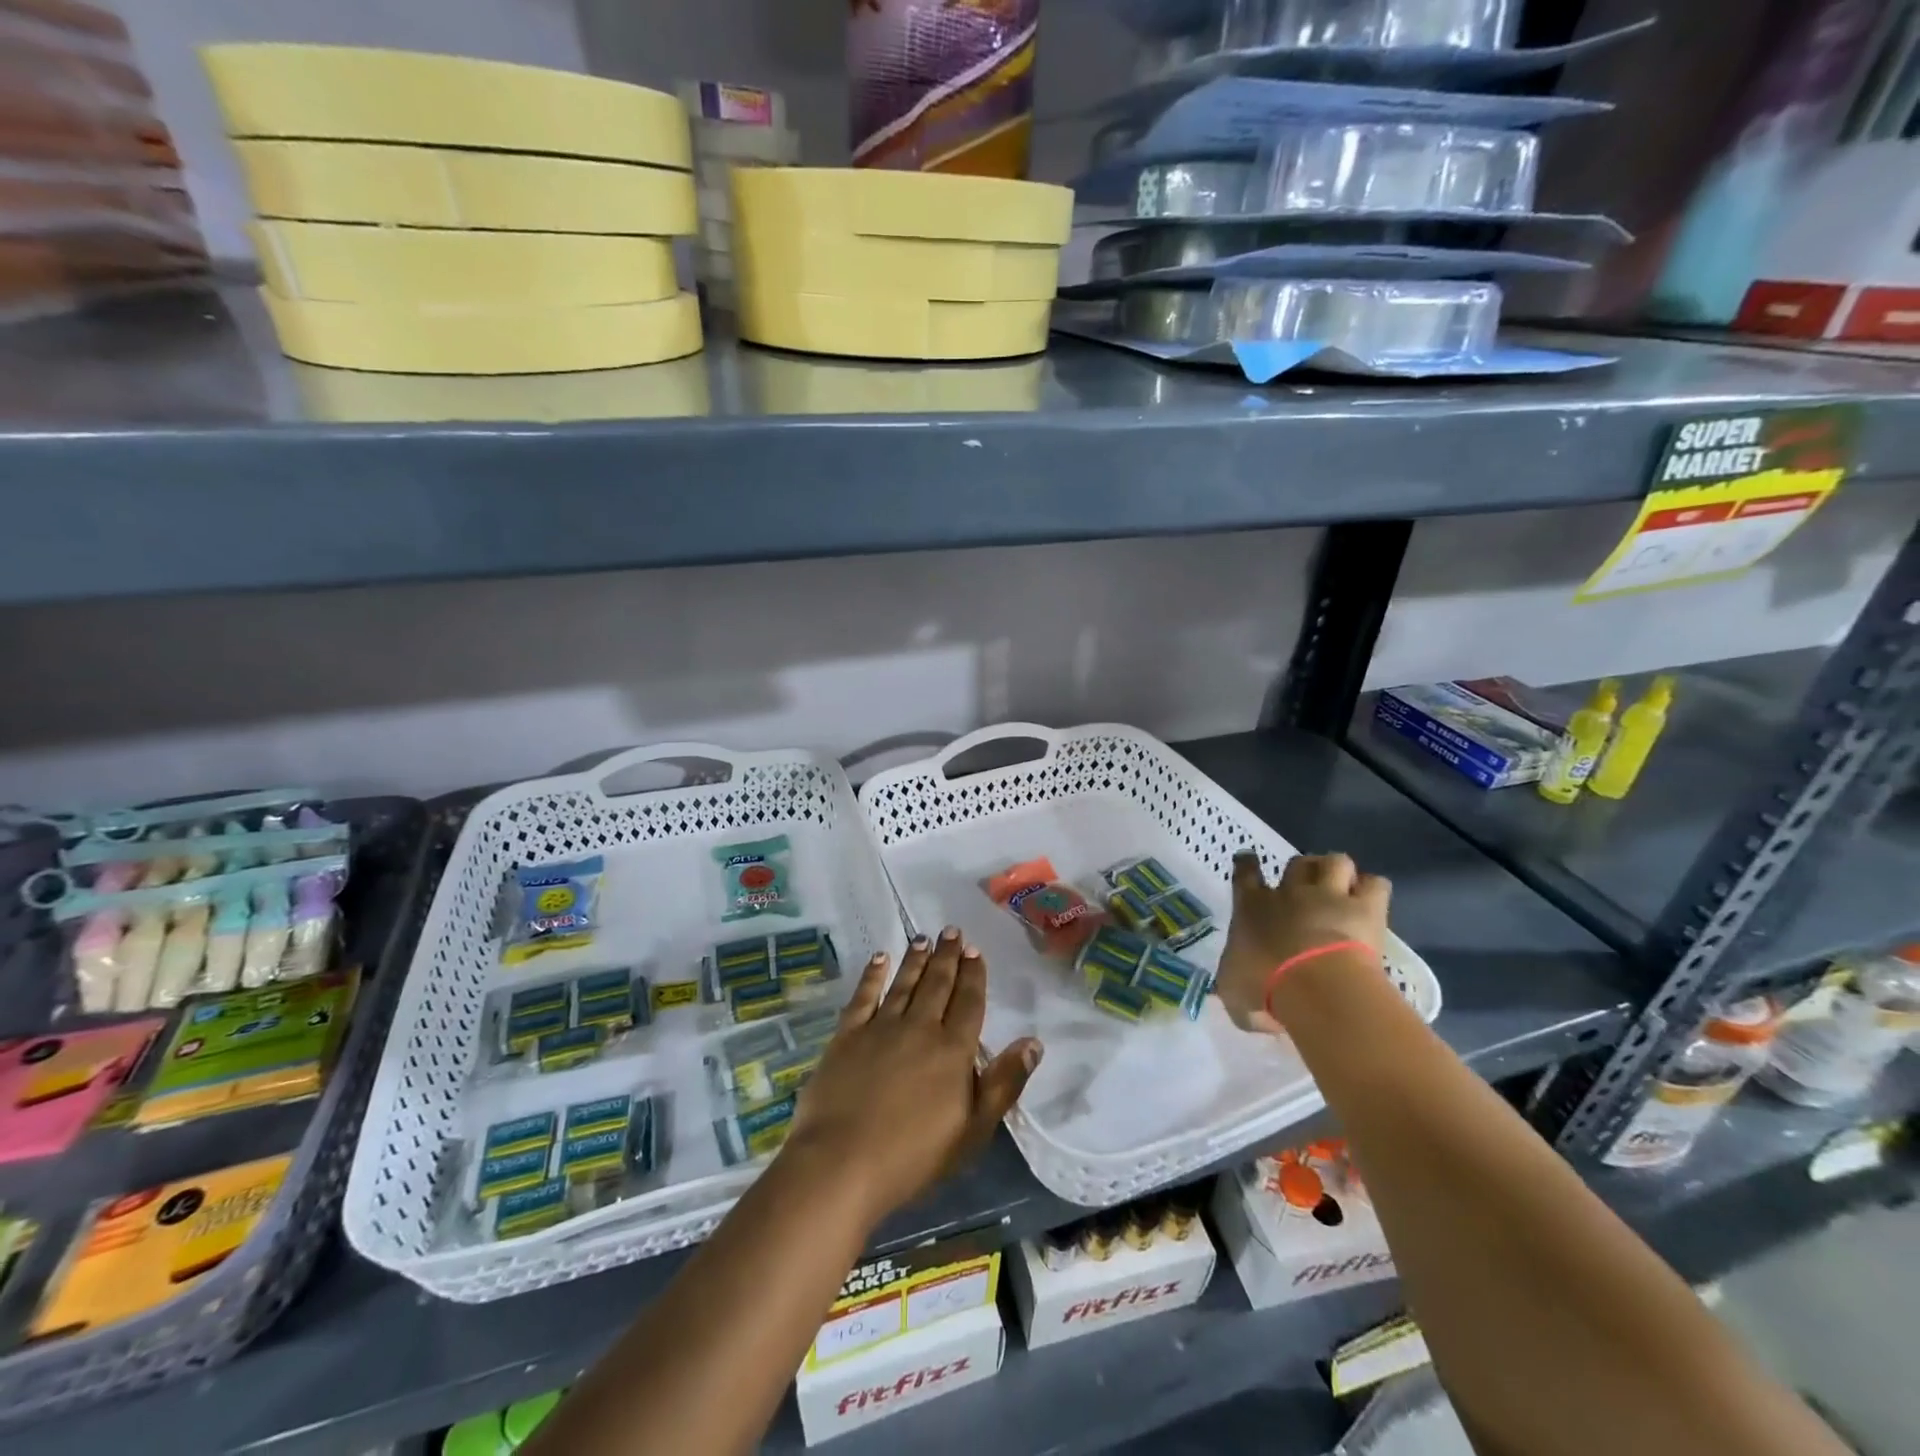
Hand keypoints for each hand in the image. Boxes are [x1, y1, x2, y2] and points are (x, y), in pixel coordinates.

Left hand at [783, 928, 1042, 1224]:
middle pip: (937, 984)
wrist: (842, 1163)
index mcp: (953, 1050)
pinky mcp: (847, 1035)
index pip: (968, 1002)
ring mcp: (880, 1027)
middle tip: (952, 930)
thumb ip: (1004, 1083)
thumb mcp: (973, 1130)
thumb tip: (1034, 1043)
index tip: (975, 950)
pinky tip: (879, 958)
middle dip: (947, 956)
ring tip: (923, 937)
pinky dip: (873, 975)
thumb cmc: (914, 1156)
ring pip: (904, 983)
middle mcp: (919, 1027)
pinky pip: (863, 995)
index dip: (973, 974)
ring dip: (915, 959)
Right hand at [1214, 851, 1389, 1033]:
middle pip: (1296, 864)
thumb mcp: (1235, 995)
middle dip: (1301, 871)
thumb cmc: (1264, 986)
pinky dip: (1372, 888)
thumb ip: (1238, 990)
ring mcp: (1328, 896)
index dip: (1247, 864)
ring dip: (1337, 872)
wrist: (1314, 984)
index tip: (1249, 860)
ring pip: (1334, 861)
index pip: (1244, 873)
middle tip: (1307, 888)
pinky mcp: (1365, 908)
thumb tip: (1254, 1008)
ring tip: (1342, 887)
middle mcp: (1289, 893)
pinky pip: (1375, 883)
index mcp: (1251, 907)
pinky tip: (1370, 901)